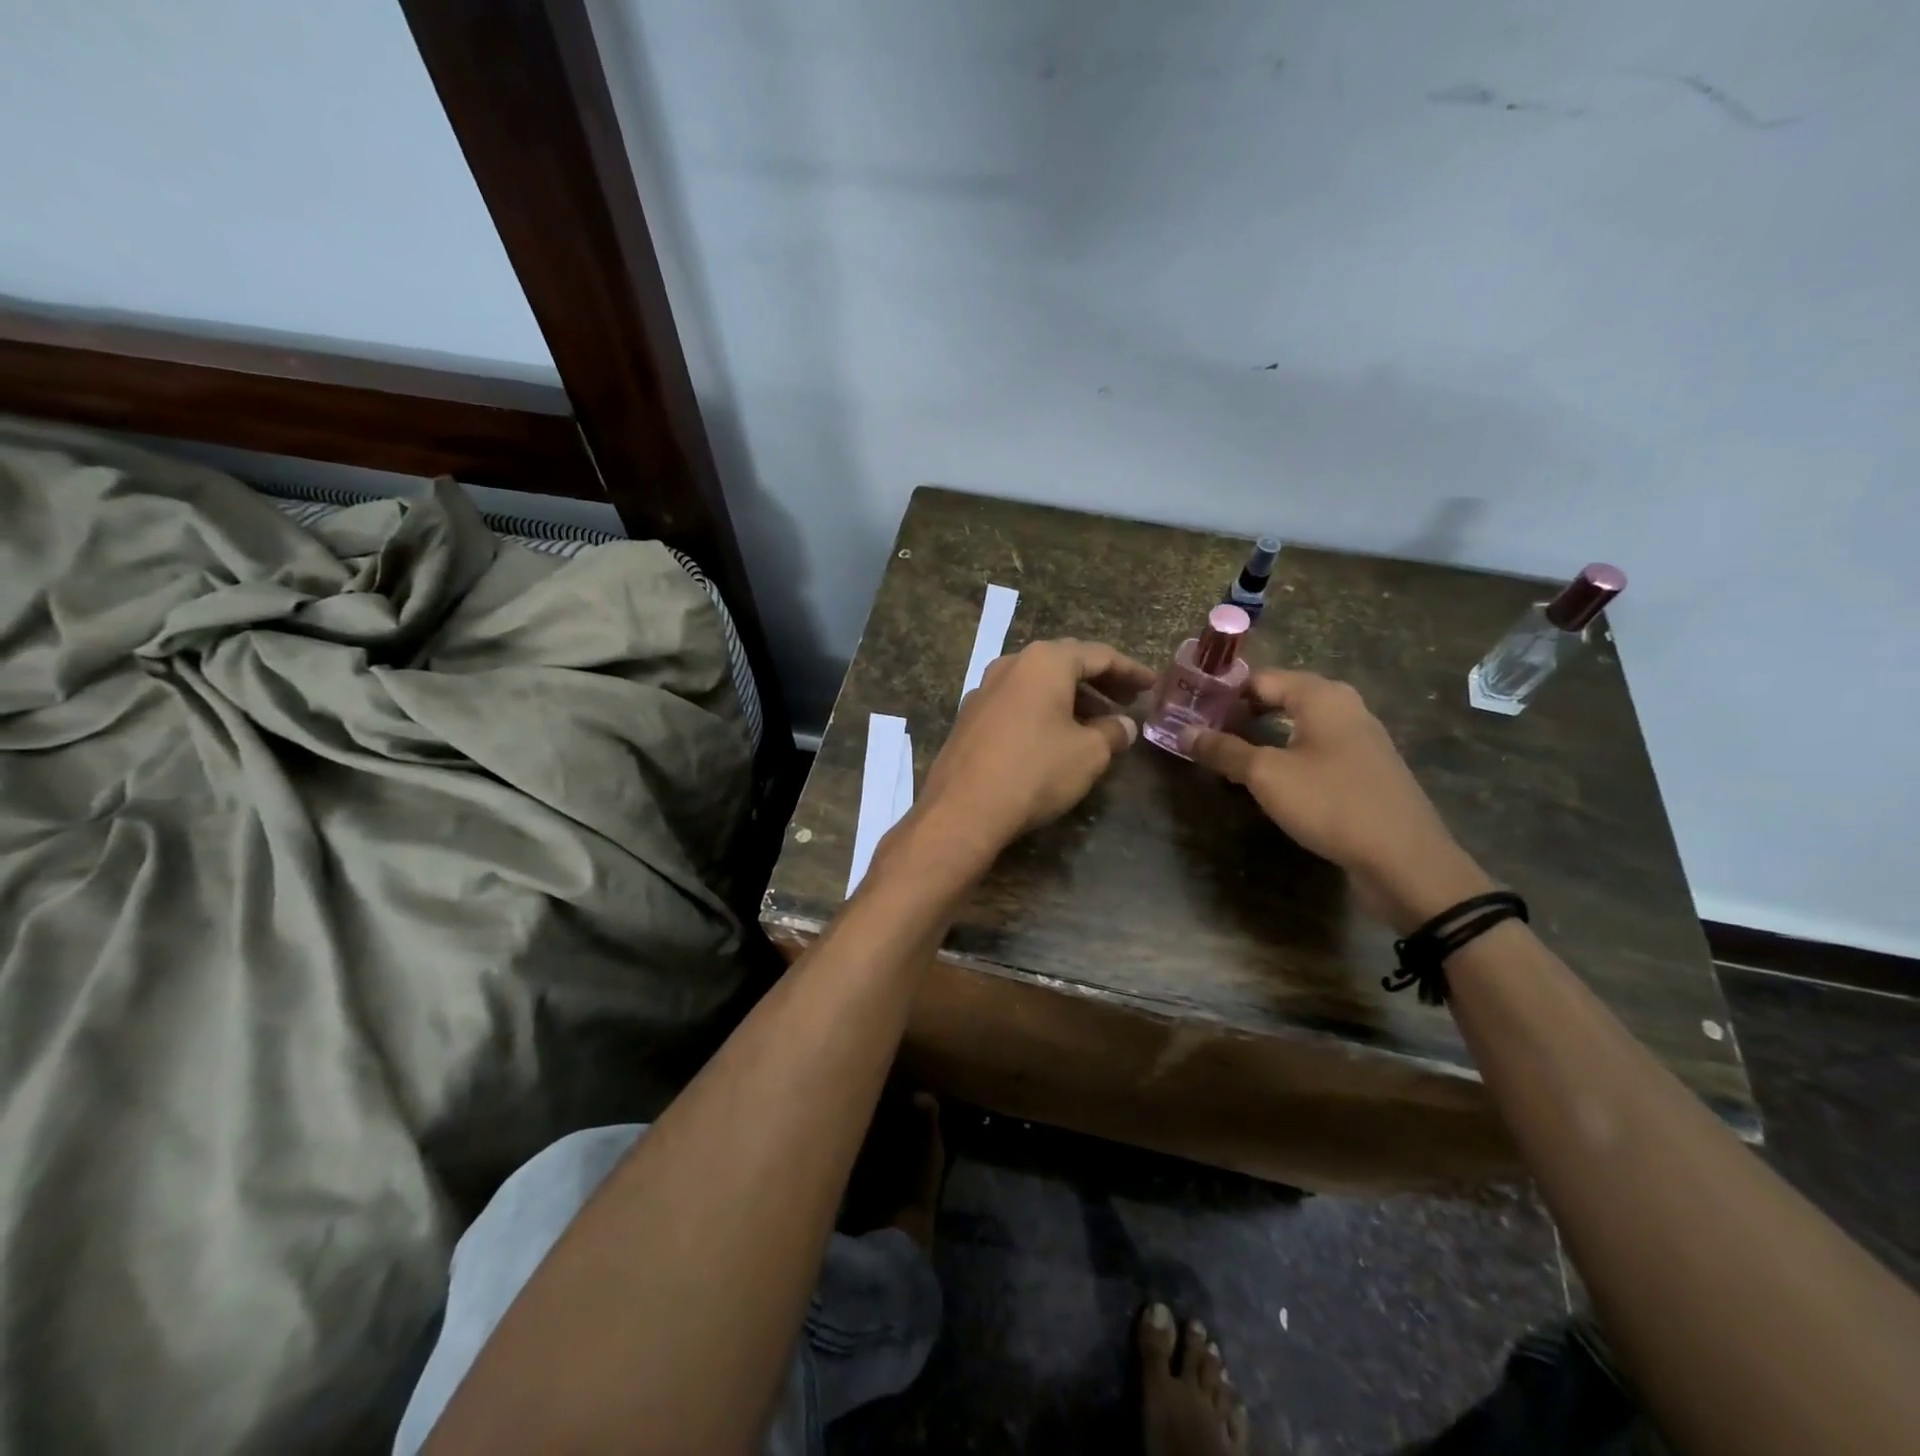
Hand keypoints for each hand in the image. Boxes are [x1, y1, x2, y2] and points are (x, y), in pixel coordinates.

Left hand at [910, 639, 1155, 869]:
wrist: (963, 808)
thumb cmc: (1035, 771)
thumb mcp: (1089, 754)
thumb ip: (1113, 733)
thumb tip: (1123, 725)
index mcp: (1044, 661)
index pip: (1098, 655)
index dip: (1130, 670)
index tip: (1152, 685)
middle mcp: (1011, 664)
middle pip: (1065, 663)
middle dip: (1100, 681)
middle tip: (1128, 699)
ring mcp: (984, 689)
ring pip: (1039, 684)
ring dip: (1072, 698)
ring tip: (1098, 723)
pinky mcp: (970, 717)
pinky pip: (1018, 703)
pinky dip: (1044, 711)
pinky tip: (1056, 737)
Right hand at [1185, 670, 1493, 931]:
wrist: (1404, 859)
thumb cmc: (1331, 803)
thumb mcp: (1267, 776)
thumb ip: (1225, 751)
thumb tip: (1186, 733)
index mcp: (1322, 696)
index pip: (1260, 678)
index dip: (1224, 693)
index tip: (1192, 711)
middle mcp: (1345, 707)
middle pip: (1281, 698)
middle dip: (1241, 713)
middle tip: (1204, 733)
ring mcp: (1359, 739)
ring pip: (1298, 725)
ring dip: (1262, 736)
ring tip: (1228, 755)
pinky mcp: (1364, 769)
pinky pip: (1315, 749)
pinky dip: (1286, 754)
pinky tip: (1269, 779)